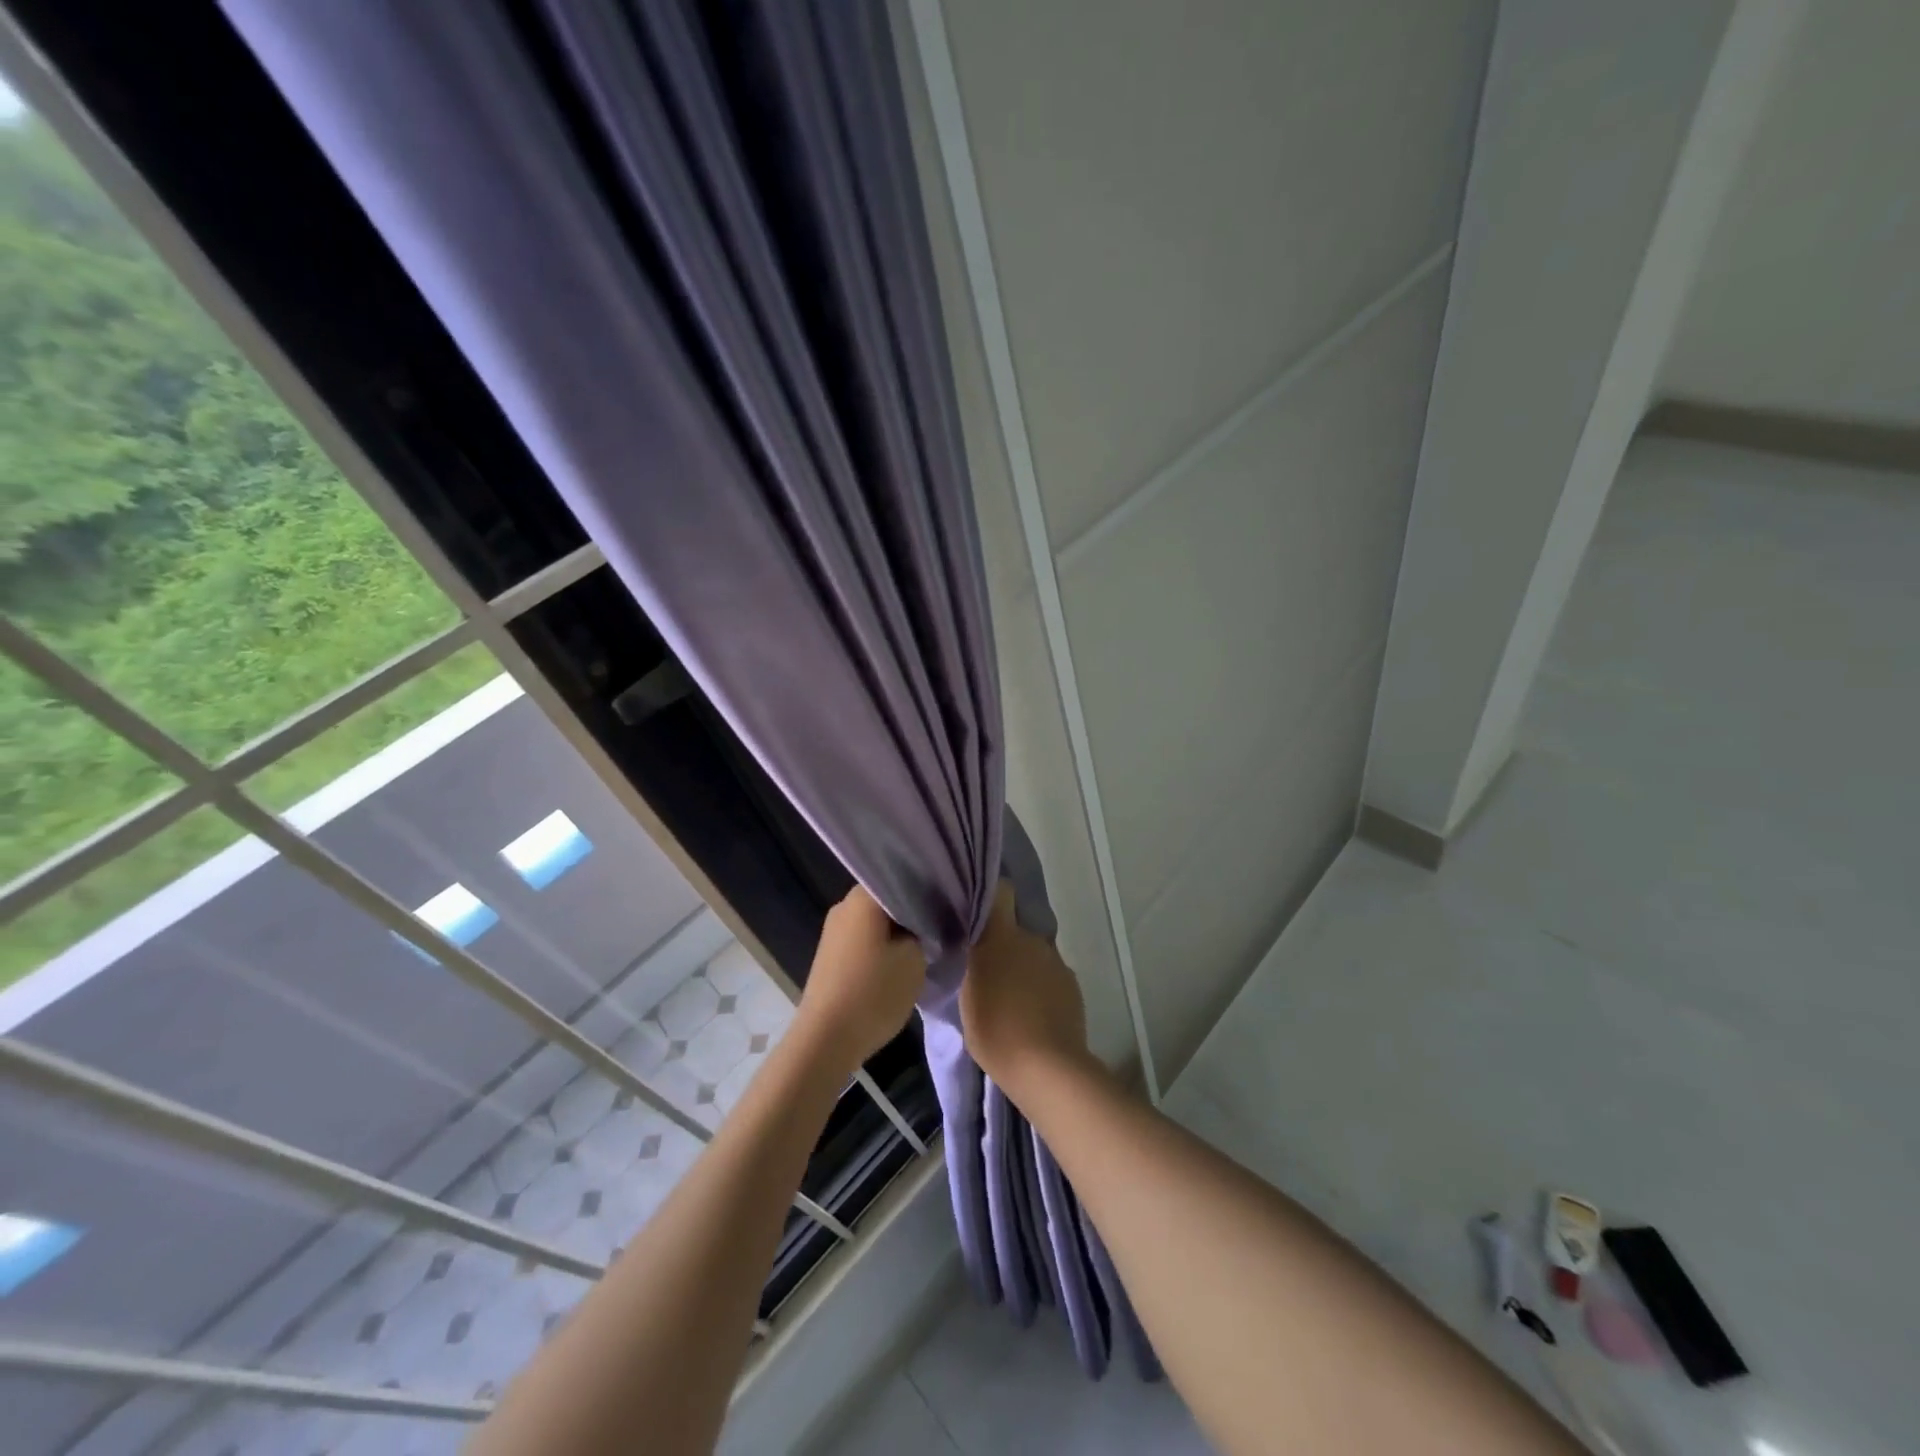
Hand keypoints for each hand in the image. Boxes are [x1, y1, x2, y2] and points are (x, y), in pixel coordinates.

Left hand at [795, 885, 926, 1074]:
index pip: (902, 879)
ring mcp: (833, 932)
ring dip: (897, 932)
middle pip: (887, 900)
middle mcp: (844, 906)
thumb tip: (921, 925)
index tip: (947, 904)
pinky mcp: (830, 956)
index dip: (928, 890)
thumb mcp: (915, 958)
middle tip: (940, 926)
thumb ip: (923, 931)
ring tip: (924, 946)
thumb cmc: (874, 992)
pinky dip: (881, 947)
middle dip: (912, 913)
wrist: (825, 1040)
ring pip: (875, 922)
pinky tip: (899, 963)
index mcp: (863, 898)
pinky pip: (863, 940)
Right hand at [960, 881, 1090, 1096]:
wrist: (1046, 1067)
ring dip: (1023, 967)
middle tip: (989, 969)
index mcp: (1002, 936)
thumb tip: (975, 951)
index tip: (979, 909)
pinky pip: (1050, 976)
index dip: (991, 896)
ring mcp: (1056, 961)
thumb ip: (972, 965)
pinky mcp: (1072, 984)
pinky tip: (1033, 1013)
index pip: (1000, 892)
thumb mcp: (967, 996)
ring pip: (1033, 954)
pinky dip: (1041, 987)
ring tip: (1012, 997)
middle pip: (1016, 929)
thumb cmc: (995, 1030)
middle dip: (1004, 943)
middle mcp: (1033, 940)